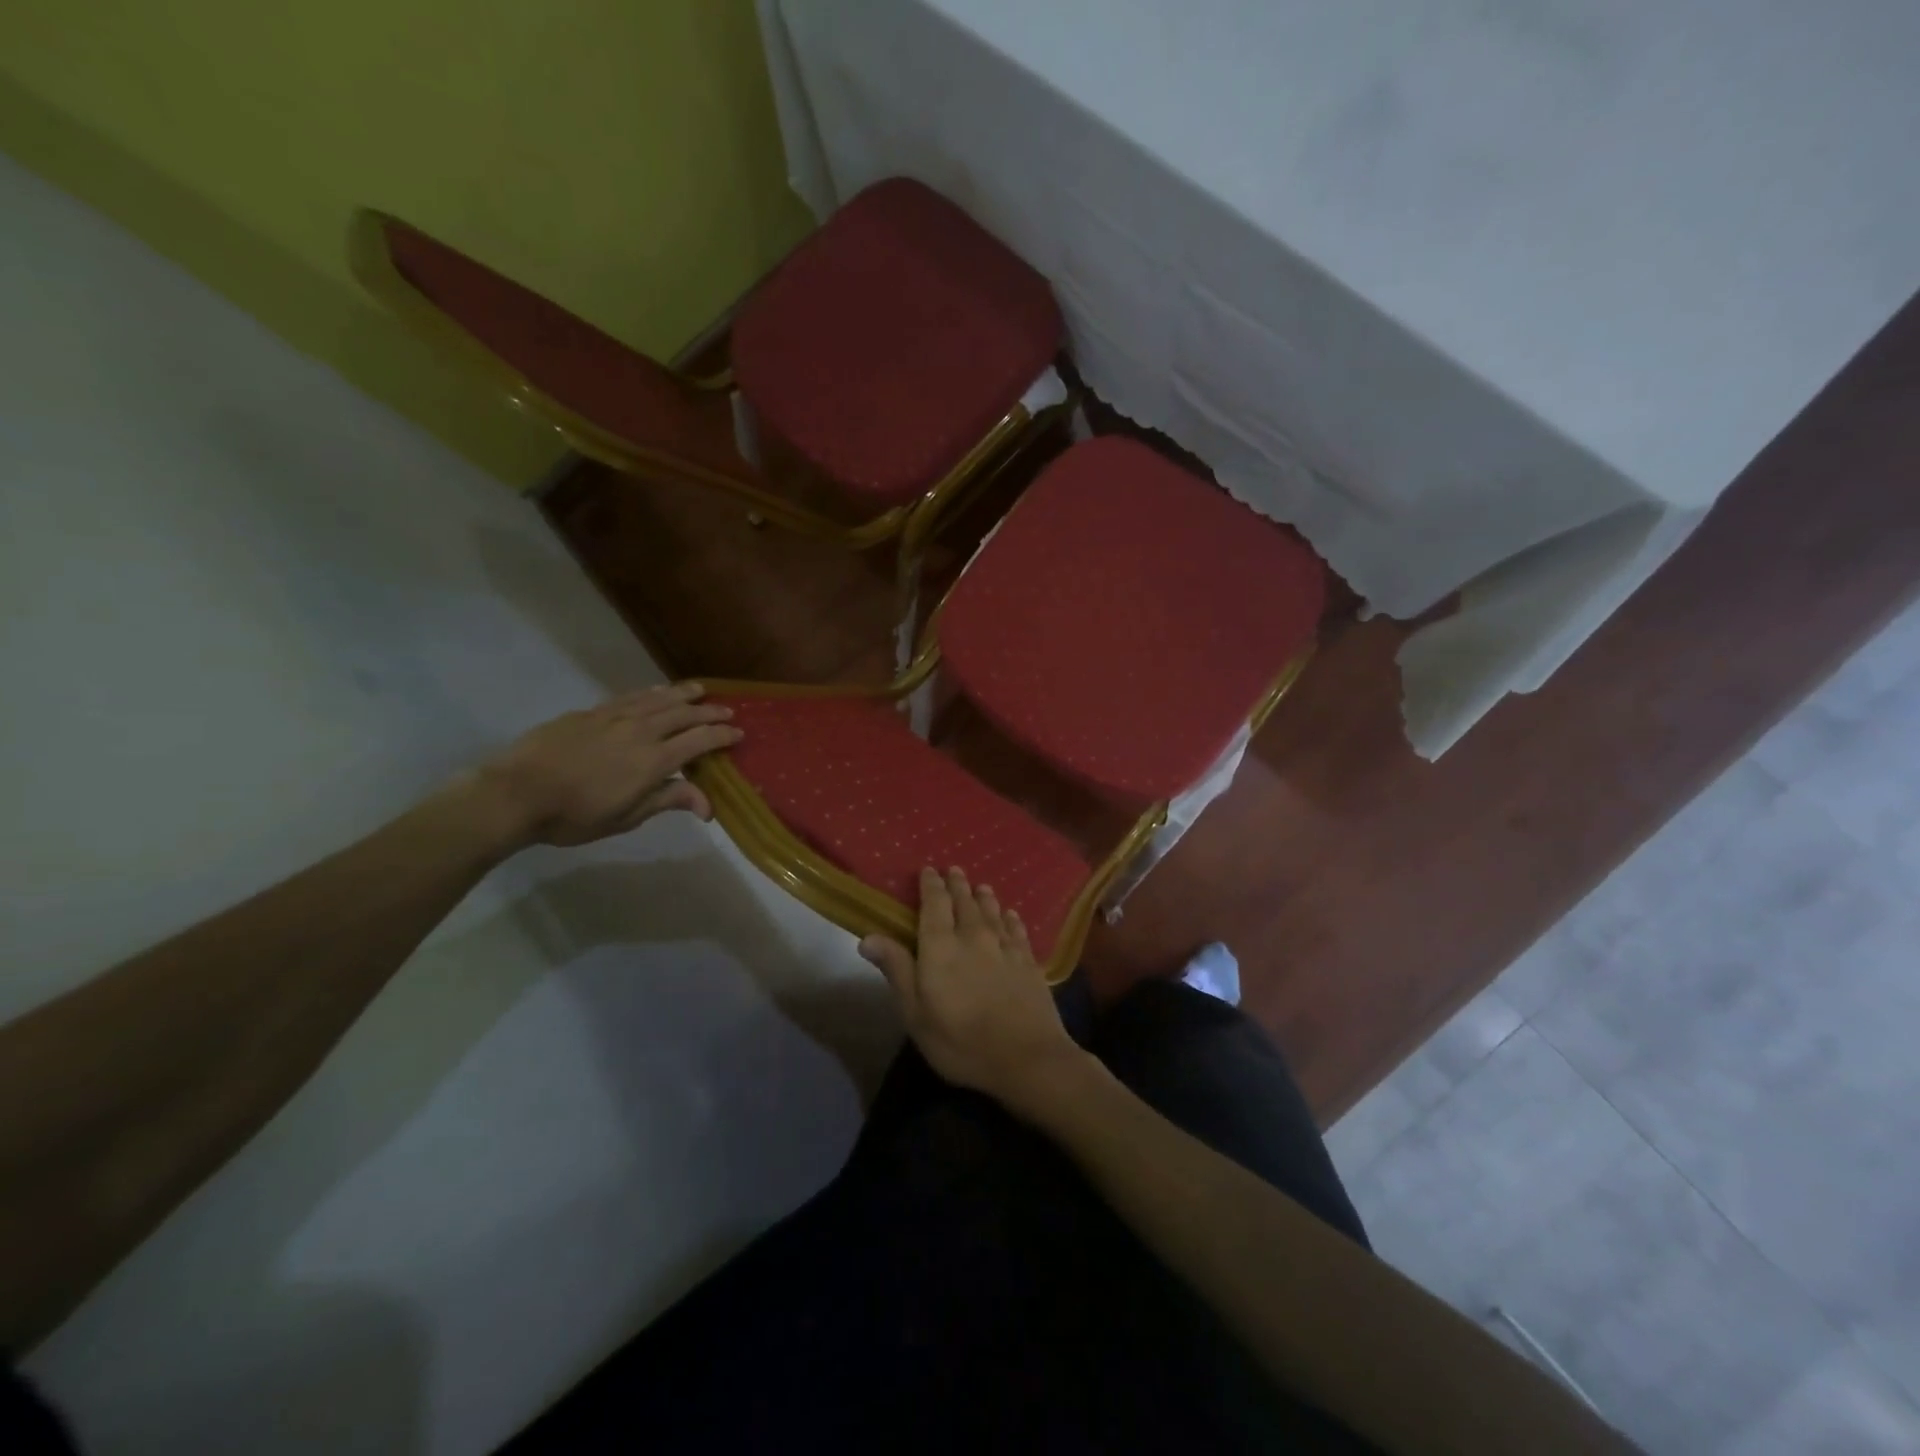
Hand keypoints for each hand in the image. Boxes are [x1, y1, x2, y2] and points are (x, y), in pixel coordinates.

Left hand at [473, 684, 742, 847]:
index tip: (739, 734)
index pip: (700, 741)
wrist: (516, 793)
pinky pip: (631, 697)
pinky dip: (651, 692)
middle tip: (727, 711)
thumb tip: (709, 807)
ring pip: (658, 699)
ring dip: (683, 694)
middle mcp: (640, 731)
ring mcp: (614, 717)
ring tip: (699, 690)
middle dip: (709, 712)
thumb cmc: (574, 815)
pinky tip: (656, 691)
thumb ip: (669, 801)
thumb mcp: (627, 817)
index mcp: (654, 760)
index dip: (723, 736)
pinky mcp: (591, 712)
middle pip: (684, 715)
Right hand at [859, 868, 1087, 1111]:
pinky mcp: (1028, 961)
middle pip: (965, 901)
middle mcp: (973, 936)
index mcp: (941, 946)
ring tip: (981, 886)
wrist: (1026, 1057)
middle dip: (957, 884)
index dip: (931, 884)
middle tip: (954, 870)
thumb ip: (897, 970)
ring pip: (992, 911)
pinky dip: (1010, 918)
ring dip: (984, 897)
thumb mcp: (916, 1013)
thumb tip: (868, 937)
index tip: (928, 870)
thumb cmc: (961, 1041)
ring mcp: (1005, 946)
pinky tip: (1011, 915)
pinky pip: (1017, 929)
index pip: (934, 903)